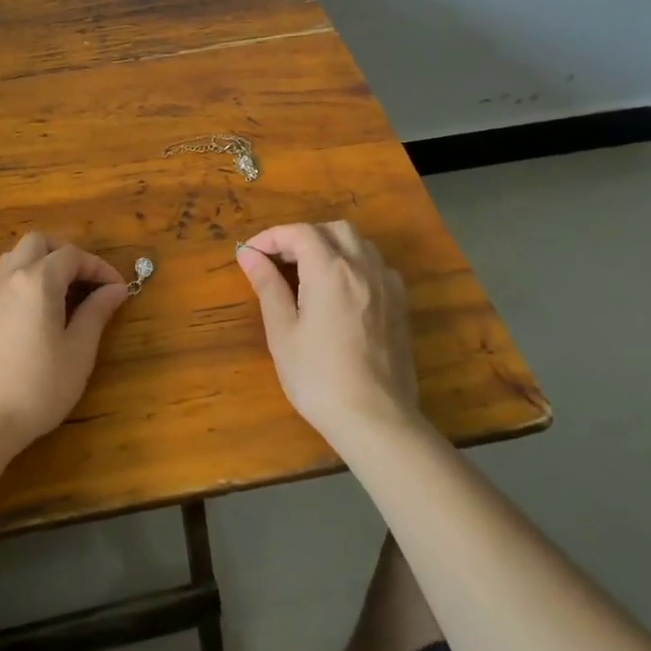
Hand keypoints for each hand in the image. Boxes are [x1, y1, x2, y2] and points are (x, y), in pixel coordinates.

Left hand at [0, 232, 131, 453]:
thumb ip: (97, 312)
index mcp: (38, 280)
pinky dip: (27, 275)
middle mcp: (12, 276)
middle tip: (88, 281)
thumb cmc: (40, 385)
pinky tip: (41, 307)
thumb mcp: (79, 350)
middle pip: (39, 242)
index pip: (73, 255)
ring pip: (18, 254)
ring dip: (44, 260)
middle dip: (67, 253)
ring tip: (65, 289)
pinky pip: (7, 274)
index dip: (99, 267)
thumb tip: (116, 289)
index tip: (118, 288)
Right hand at [235, 222, 420, 446]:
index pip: (299, 233)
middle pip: (333, 230)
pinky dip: (355, 265)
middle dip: (304, 236)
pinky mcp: (401, 306)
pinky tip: (342, 292)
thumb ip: (267, 286)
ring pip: (360, 244)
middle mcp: (363, 267)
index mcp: (330, 270)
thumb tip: (248, 254)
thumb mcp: (283, 332)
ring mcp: (387, 286)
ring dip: (332, 247)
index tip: (251, 254)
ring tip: (309, 273)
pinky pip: (377, 267)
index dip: (272, 237)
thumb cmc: (319, 377)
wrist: (376, 420)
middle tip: (280, 261)